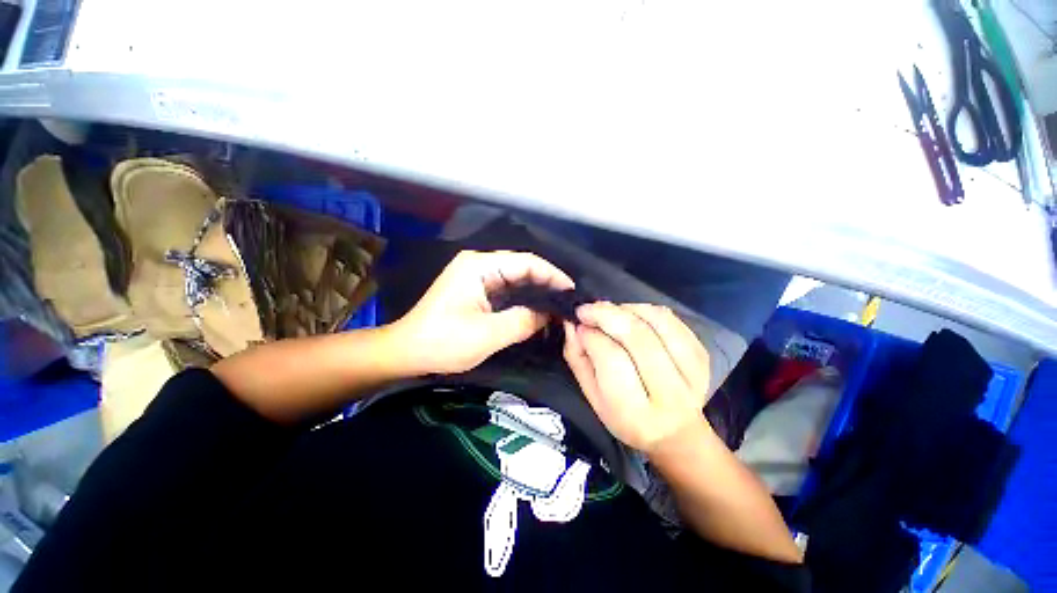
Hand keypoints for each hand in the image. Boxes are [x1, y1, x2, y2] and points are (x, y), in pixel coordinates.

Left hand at [392, 250, 573, 374]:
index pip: (526, 262)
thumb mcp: (487, 334)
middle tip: (567, 301)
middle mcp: (478, 264)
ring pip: (515, 278)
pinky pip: (506, 289)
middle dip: (546, 282)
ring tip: (557, 305)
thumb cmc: (443, 342)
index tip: (570, 291)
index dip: (552, 274)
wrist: (407, 352)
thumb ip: (523, 321)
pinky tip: (536, 309)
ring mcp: (476, 276)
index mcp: (479, 266)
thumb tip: (548, 314)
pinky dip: (523, 298)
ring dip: (536, 290)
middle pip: (521, 267)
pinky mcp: (475, 289)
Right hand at [563, 302, 711, 454]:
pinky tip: (633, 314)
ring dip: (627, 308)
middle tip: (588, 309)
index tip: (579, 325)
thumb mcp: (591, 396)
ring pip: (658, 322)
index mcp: (635, 411)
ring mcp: (692, 372)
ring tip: (610, 311)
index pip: (611, 358)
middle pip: (637, 337)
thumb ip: (578, 359)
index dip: (591, 335)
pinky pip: (672, 320)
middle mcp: (669, 393)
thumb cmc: (625, 417)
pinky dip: (647, 309)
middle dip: (607, 314)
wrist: (676, 433)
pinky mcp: (702, 356)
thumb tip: (572, 324)